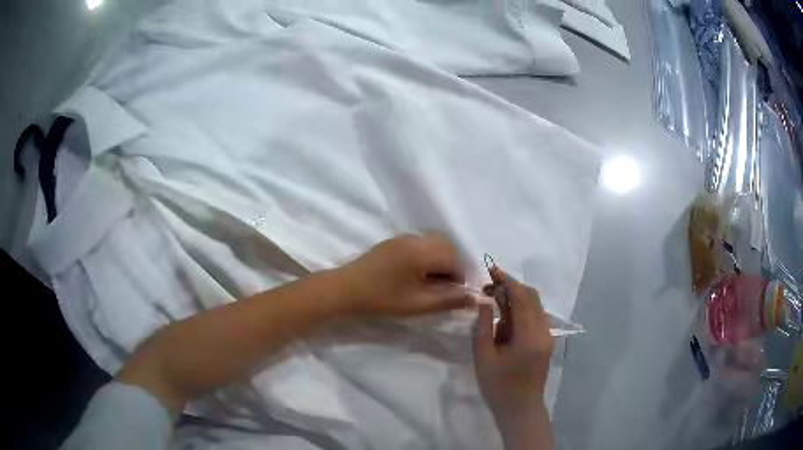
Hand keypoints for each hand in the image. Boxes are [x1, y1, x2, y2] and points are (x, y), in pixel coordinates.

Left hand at [337, 234, 472, 317]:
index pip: (455, 258)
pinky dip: (426, 257)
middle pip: (446, 246)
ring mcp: (402, 237)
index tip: (455, 295)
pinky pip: (420, 244)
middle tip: (444, 289)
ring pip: (433, 244)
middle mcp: (415, 238)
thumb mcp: (419, 304)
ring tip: (430, 284)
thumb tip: (476, 297)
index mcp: (422, 251)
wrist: (345, 290)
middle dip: (452, 266)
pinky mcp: (393, 242)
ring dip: (439, 261)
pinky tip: (416, 276)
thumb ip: (449, 299)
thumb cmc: (382, 299)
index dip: (461, 277)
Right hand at [473, 268, 553, 448]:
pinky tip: (505, 319)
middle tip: (488, 288)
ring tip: (493, 303)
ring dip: (516, 298)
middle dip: (511, 286)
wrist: (520, 408)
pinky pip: (536, 316)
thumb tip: (485, 302)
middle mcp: (543, 331)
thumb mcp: (484, 357)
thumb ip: (484, 326)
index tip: (490, 271)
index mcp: (528, 335)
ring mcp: (547, 336)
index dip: (506, 280)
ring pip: (535, 305)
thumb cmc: (498, 386)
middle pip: (532, 296)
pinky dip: (522, 310)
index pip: (521, 297)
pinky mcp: (546, 342)